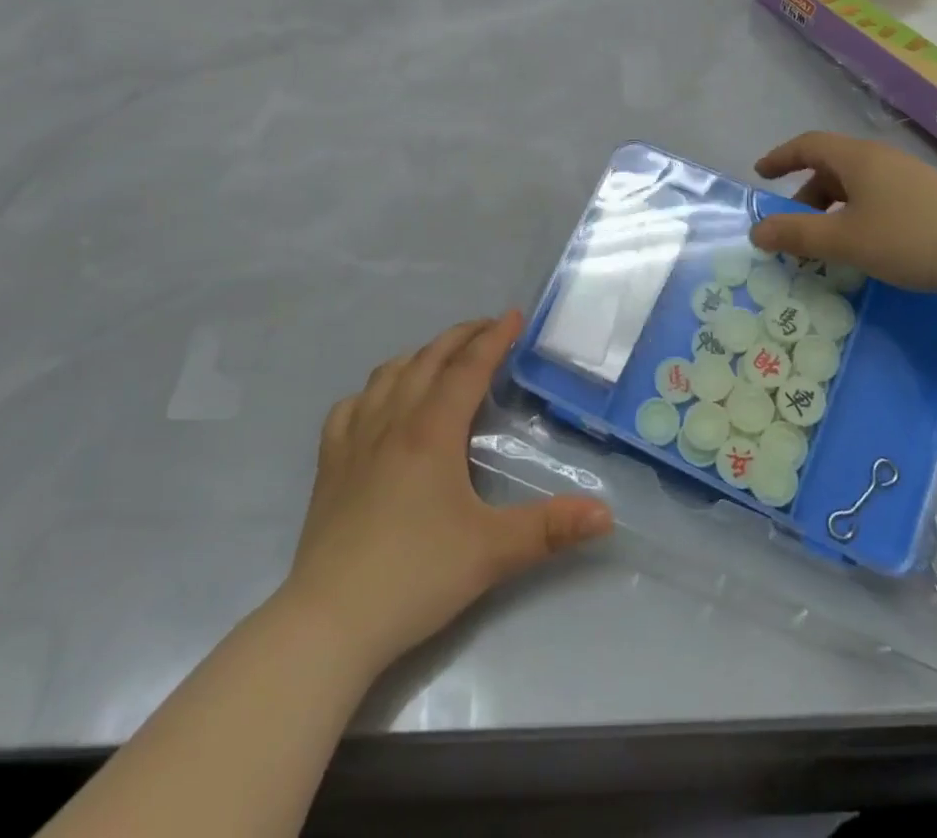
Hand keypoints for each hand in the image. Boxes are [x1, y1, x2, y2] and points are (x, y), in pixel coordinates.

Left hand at [279, 311, 613, 677]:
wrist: (329, 621)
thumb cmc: (416, 577)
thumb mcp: (493, 552)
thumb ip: (551, 529)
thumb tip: (606, 513)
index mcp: (432, 431)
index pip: (469, 368)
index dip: (495, 338)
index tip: (515, 315)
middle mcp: (392, 421)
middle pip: (429, 359)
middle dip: (461, 336)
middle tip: (488, 328)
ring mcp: (354, 440)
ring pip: (389, 374)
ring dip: (420, 355)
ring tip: (441, 359)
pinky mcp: (329, 464)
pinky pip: (350, 406)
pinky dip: (373, 391)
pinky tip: (379, 404)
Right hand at [750, 132, 936, 296]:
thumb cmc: (909, 237)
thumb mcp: (844, 240)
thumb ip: (797, 234)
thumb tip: (757, 231)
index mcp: (857, 159)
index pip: (808, 145)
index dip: (781, 157)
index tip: (761, 174)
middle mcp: (881, 160)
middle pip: (832, 167)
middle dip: (806, 194)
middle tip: (794, 226)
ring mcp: (908, 178)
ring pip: (856, 186)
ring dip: (833, 208)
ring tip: (828, 242)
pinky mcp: (929, 199)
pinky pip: (878, 198)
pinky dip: (857, 215)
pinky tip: (866, 245)